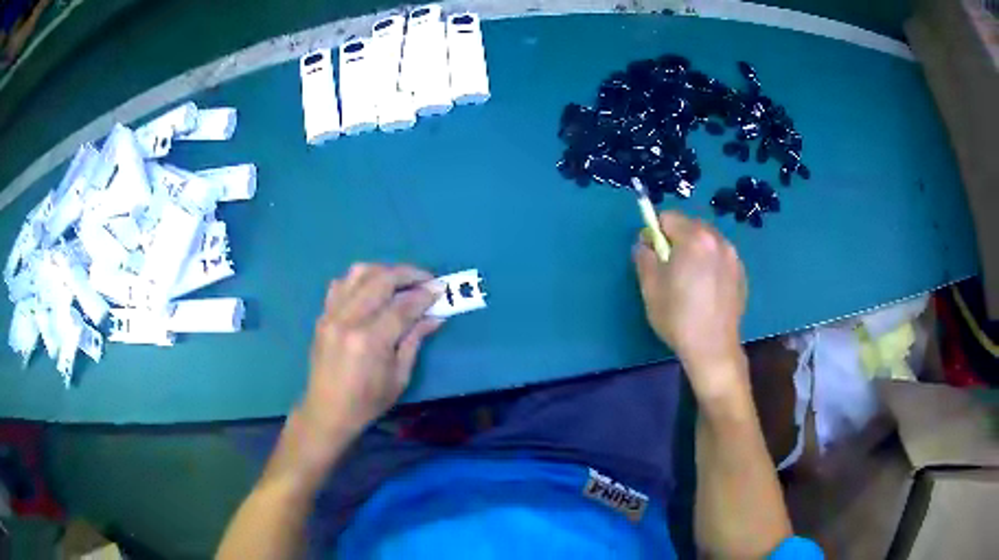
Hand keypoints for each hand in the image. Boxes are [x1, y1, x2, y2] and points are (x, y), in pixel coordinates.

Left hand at [301, 264, 443, 450]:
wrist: (327, 411)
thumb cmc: (368, 402)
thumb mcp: (399, 377)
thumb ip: (415, 340)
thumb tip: (435, 315)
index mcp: (370, 341)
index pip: (402, 306)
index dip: (424, 295)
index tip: (440, 290)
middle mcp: (348, 320)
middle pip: (381, 279)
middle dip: (408, 274)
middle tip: (426, 279)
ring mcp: (331, 315)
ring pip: (359, 273)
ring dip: (384, 271)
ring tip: (401, 281)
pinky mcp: (323, 315)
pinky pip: (341, 283)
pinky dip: (360, 279)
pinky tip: (372, 289)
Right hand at [634, 212, 747, 400]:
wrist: (713, 348)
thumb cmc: (678, 316)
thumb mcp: (650, 287)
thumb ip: (644, 256)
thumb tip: (645, 243)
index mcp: (694, 238)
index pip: (668, 217)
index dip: (655, 232)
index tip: (653, 254)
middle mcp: (717, 240)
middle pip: (690, 225)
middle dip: (677, 239)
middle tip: (670, 267)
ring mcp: (733, 257)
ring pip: (707, 241)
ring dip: (695, 250)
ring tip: (690, 279)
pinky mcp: (741, 273)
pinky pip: (720, 257)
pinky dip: (711, 263)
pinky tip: (706, 289)